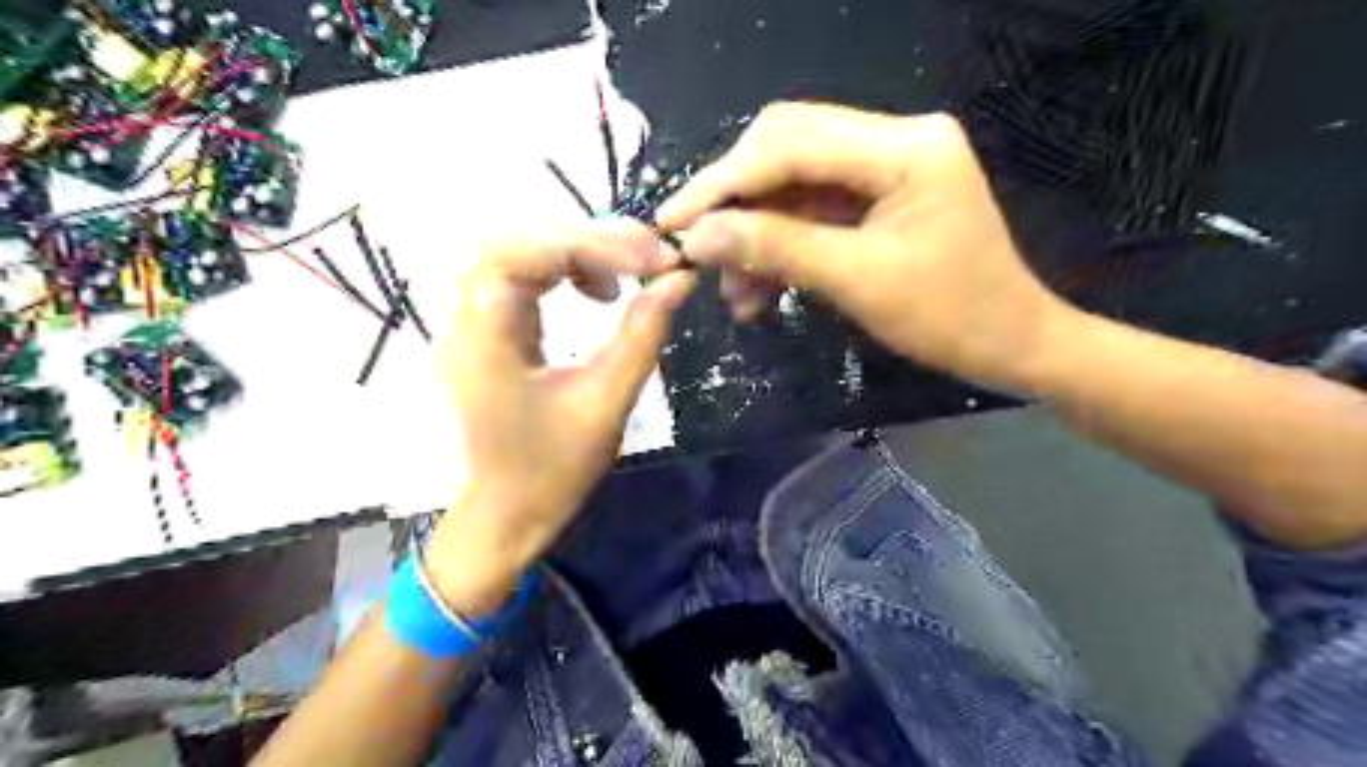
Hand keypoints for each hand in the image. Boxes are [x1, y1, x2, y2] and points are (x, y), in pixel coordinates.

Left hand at [423, 217, 694, 615]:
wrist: (507, 511)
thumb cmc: (552, 469)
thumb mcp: (606, 403)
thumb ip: (642, 335)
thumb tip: (680, 279)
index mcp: (485, 338)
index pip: (525, 251)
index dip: (593, 242)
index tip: (655, 259)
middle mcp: (466, 315)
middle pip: (517, 236)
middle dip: (588, 237)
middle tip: (648, 257)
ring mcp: (473, 317)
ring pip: (520, 247)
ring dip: (578, 248)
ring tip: (627, 275)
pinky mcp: (490, 325)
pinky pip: (524, 271)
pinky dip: (567, 267)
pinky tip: (598, 290)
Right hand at [657, 103, 1073, 387]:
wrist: (1011, 345)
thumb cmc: (951, 318)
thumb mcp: (857, 282)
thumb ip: (775, 249)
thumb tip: (697, 237)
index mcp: (904, 147)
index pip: (791, 143)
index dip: (724, 181)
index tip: (673, 220)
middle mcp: (894, 139)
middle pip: (787, 148)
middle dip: (736, 202)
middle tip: (696, 248)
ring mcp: (886, 166)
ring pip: (793, 184)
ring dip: (756, 233)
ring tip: (733, 292)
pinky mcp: (878, 197)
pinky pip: (812, 210)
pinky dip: (780, 247)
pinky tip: (758, 290)